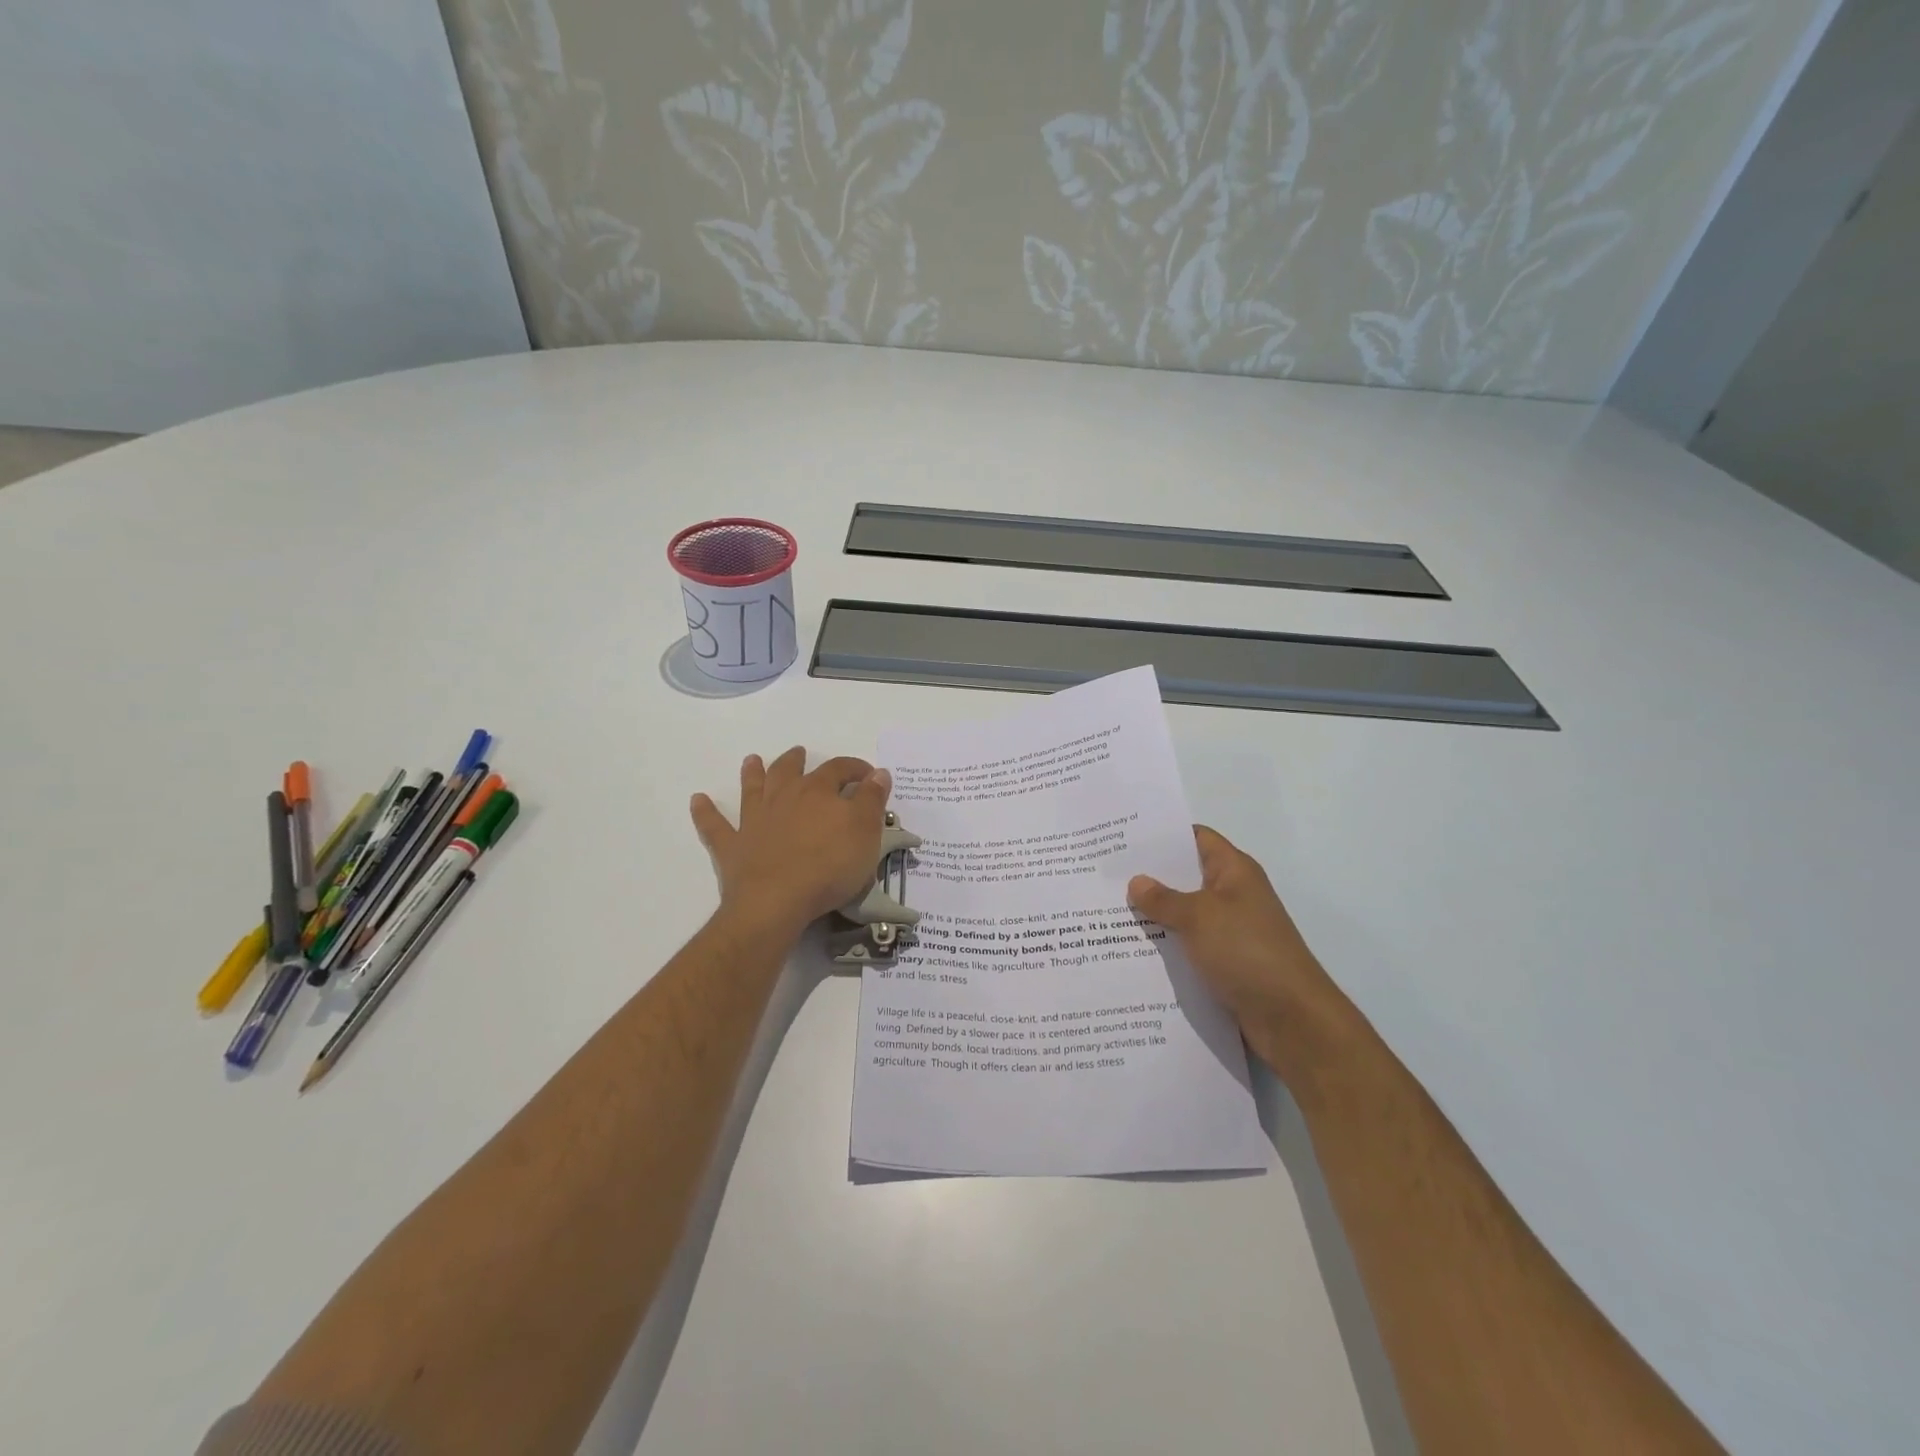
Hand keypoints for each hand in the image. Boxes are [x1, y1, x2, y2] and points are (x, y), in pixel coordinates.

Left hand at [691, 748, 891, 938]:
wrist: (777, 901)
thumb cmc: (829, 866)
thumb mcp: (865, 831)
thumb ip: (872, 799)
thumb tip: (877, 773)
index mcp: (818, 791)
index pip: (840, 769)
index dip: (856, 769)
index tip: (869, 775)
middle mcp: (783, 797)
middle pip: (790, 770)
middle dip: (797, 760)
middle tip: (800, 753)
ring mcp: (754, 820)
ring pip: (753, 788)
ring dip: (753, 773)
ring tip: (752, 760)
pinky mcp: (732, 847)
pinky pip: (714, 825)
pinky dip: (705, 812)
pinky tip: (697, 800)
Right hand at [1127, 826, 1360, 1084]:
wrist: (1291, 1018)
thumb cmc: (1247, 952)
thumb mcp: (1199, 917)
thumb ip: (1164, 899)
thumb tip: (1136, 881)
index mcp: (1234, 872)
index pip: (1196, 838)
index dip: (1162, 834)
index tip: (1122, 837)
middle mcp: (1233, 895)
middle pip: (1185, 876)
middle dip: (1149, 876)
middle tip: (1105, 874)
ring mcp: (1229, 931)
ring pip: (1183, 914)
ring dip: (1153, 915)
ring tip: (1106, 910)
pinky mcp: (1225, 963)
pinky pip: (1188, 945)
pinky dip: (1165, 945)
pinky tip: (1130, 949)